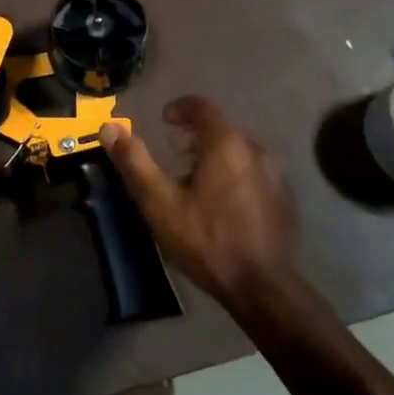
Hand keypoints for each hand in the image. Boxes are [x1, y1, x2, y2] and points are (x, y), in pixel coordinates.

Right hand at [99, 96, 298, 304]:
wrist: (261, 287)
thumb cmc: (205, 239)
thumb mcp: (159, 202)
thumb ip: (134, 161)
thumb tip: (109, 127)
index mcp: (225, 144)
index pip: (202, 107)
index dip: (180, 109)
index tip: (164, 120)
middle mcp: (255, 149)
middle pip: (221, 128)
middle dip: (195, 134)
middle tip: (174, 152)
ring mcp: (274, 174)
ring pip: (239, 150)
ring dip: (215, 155)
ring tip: (195, 179)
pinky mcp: (284, 198)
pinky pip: (254, 172)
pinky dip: (235, 174)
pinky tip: (222, 203)